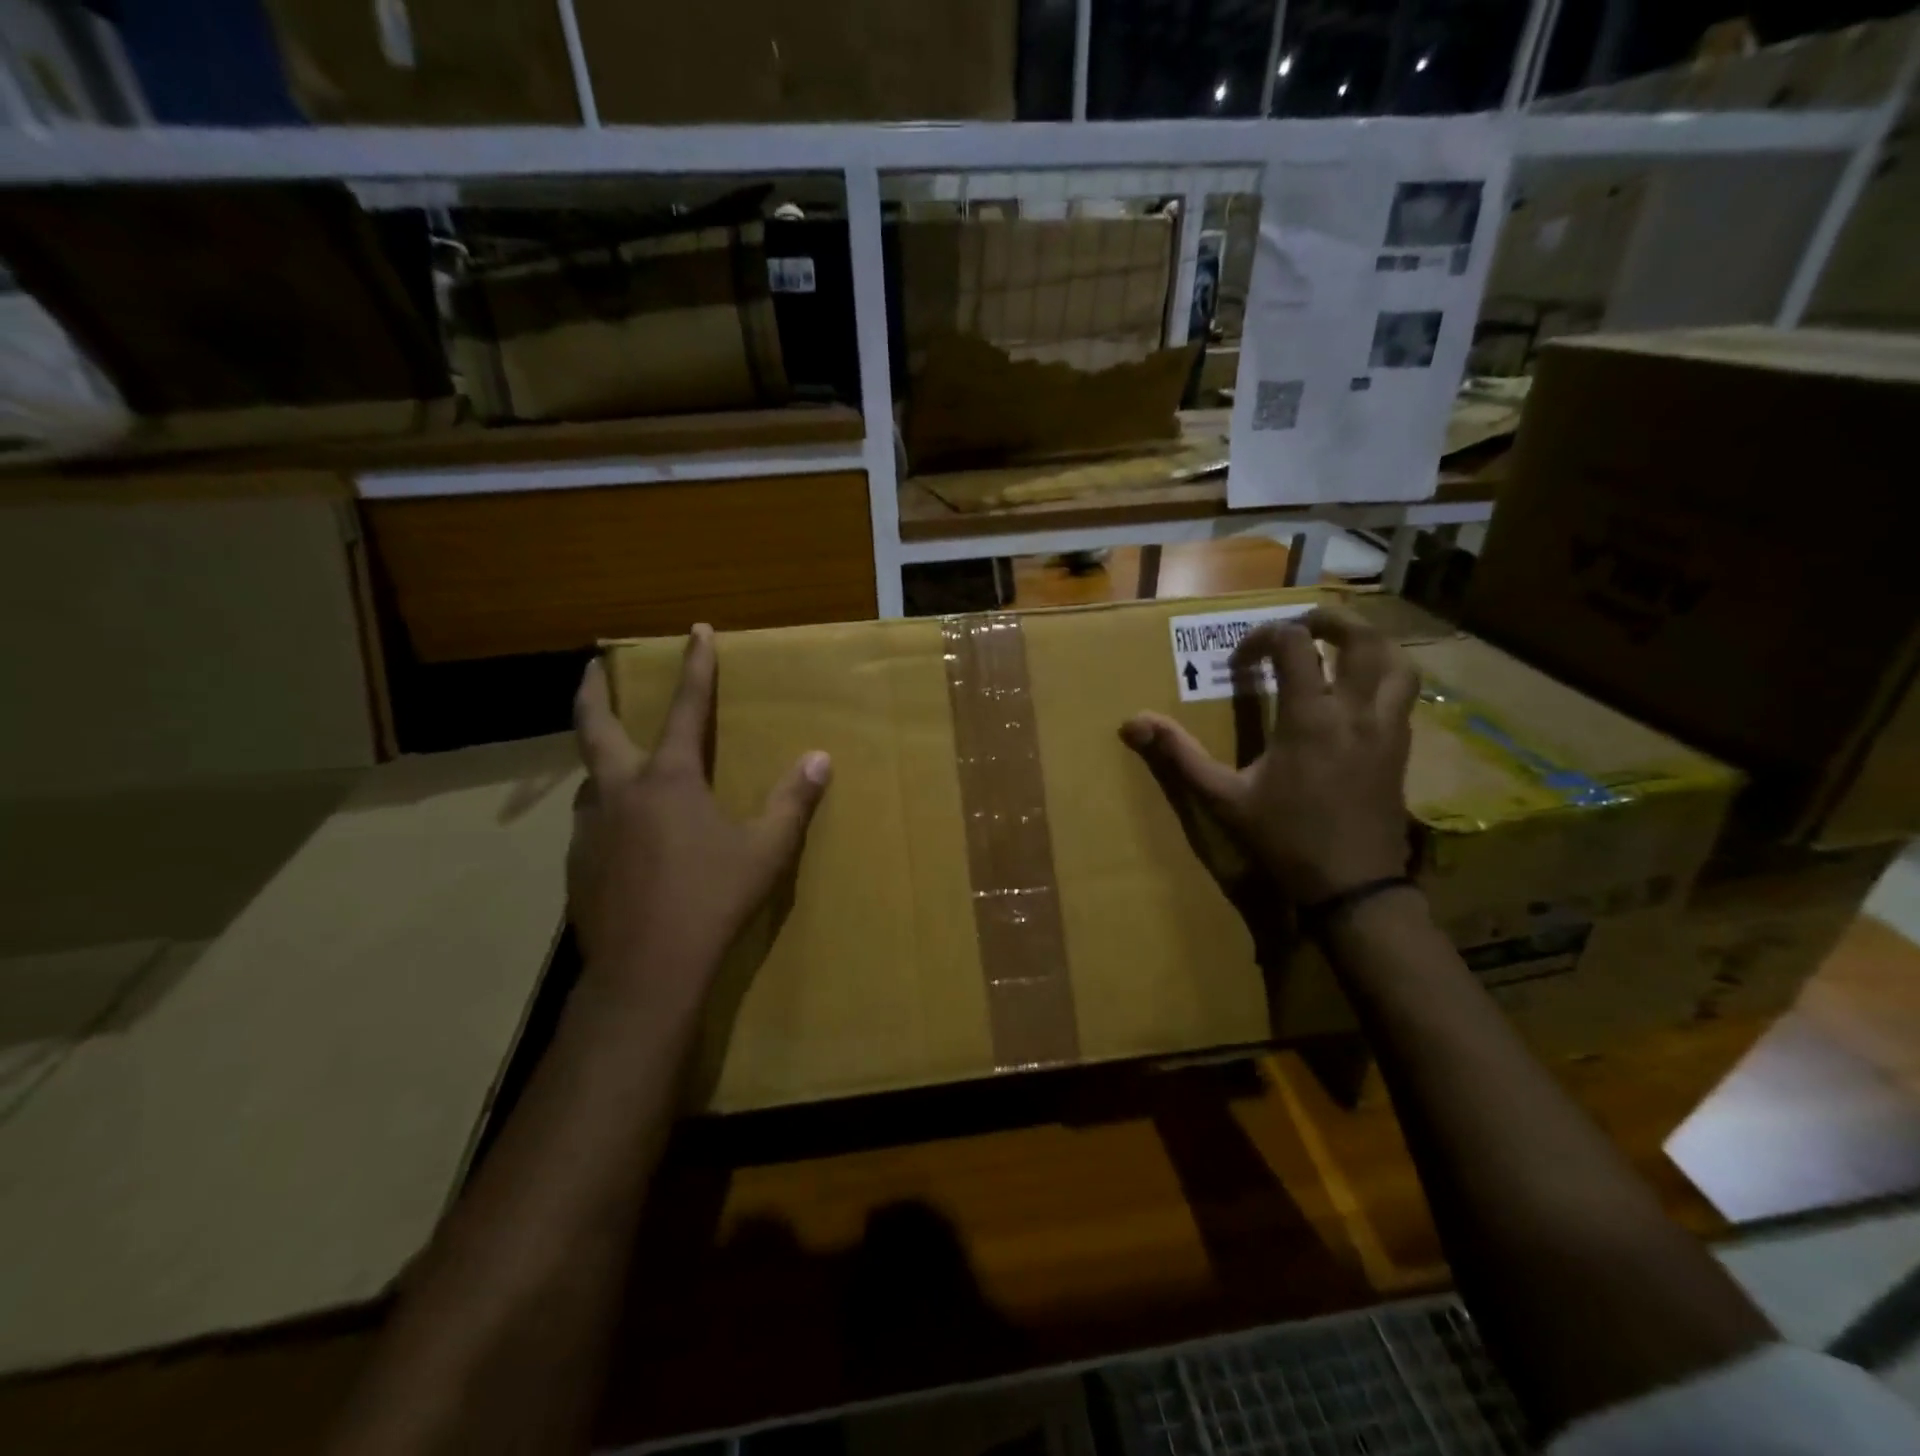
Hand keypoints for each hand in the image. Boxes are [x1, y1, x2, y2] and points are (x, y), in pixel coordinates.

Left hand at [568, 625, 831, 982]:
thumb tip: (821, 759)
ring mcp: (591, 828)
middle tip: (594, 667)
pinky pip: (592, 824)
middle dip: (594, 691)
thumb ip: (793, 801)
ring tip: (618, 764)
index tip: (696, 631)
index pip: (688, 709)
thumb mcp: (765, 850)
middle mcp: (621, 791)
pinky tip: (624, 837)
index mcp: (670, 780)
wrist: (647, 970)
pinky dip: (607, 812)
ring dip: (602, 761)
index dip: (695, 667)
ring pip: (591, 780)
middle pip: (595, 727)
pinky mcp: (578, 864)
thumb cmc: (712, 900)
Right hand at [1121, 604, 1416, 905]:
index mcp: (1312, 717)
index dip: (1264, 637)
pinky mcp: (1401, 748)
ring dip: (1370, 642)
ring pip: (1398, 662)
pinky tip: (1357, 692)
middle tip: (1300, 624)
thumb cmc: (1285, 839)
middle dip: (1330, 620)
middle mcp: (1357, 711)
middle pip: (1362, 639)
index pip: (1295, 645)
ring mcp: (1388, 728)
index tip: (1242, 660)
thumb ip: (1180, 756)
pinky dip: (1382, 674)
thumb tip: (1133, 723)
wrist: (1353, 885)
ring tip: (1339, 646)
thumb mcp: (1224, 798)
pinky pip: (1403, 693)